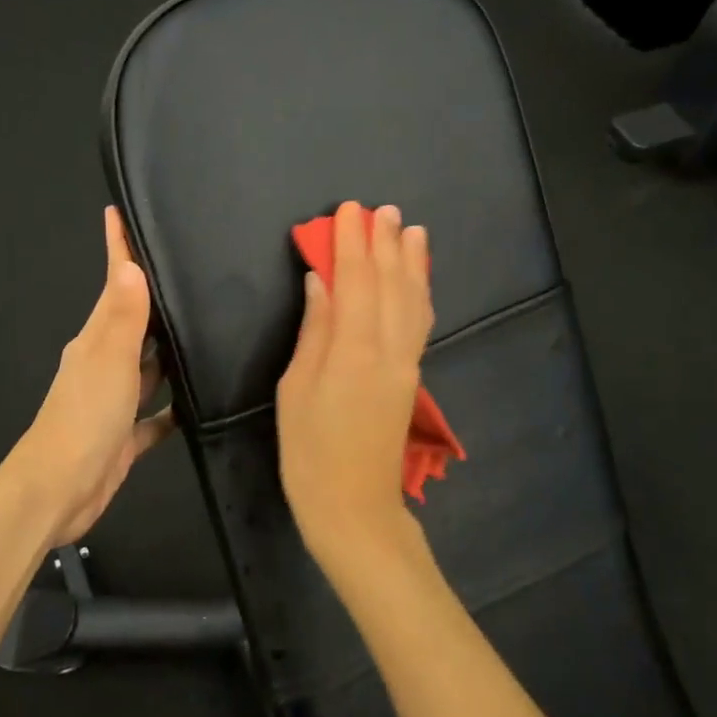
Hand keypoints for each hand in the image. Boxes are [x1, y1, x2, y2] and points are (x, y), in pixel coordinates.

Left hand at [13, 208, 175, 546]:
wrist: (58, 491)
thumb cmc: (84, 418)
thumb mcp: (109, 361)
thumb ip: (125, 317)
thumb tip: (132, 265)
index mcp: (97, 339)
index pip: (112, 282)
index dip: (117, 248)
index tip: (121, 213)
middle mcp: (105, 362)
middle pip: (134, 320)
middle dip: (156, 296)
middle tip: (191, 268)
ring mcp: (115, 399)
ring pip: (149, 366)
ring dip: (171, 350)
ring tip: (209, 326)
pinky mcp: (126, 434)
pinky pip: (157, 414)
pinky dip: (176, 406)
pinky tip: (204, 400)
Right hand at [276, 202, 436, 583]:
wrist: (355, 508)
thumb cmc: (310, 452)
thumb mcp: (296, 389)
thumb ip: (315, 331)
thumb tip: (321, 281)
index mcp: (354, 350)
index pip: (355, 281)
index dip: (352, 243)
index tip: (350, 211)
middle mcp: (389, 349)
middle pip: (390, 284)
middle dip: (385, 243)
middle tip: (383, 209)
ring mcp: (406, 363)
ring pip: (413, 300)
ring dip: (411, 262)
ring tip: (412, 230)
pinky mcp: (412, 377)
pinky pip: (420, 323)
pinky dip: (420, 293)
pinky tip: (418, 280)